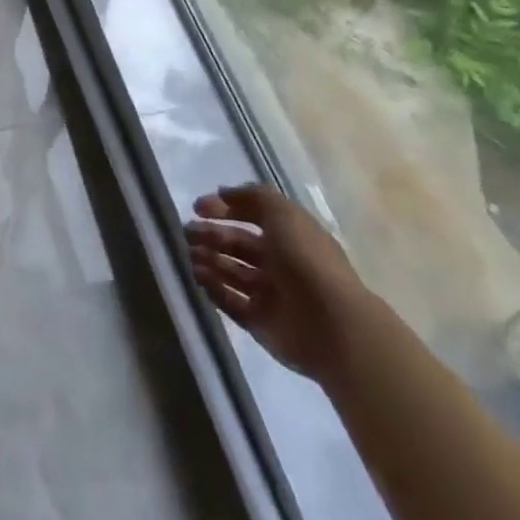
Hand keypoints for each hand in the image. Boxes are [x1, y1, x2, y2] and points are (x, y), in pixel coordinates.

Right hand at [185, 183, 371, 385]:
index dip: (224, 209)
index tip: (196, 208)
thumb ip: (252, 197)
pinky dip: (213, 289)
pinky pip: (230, 302)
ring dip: (209, 261)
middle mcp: (279, 263)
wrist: (331, 325)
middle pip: (238, 245)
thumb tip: (222, 194)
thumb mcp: (283, 213)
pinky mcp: (260, 322)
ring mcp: (270, 295)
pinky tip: (198, 277)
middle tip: (187, 233)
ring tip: (190, 255)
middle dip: (211, 236)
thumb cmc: (306, 260)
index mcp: (289, 236)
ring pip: (231, 272)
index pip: (251, 216)